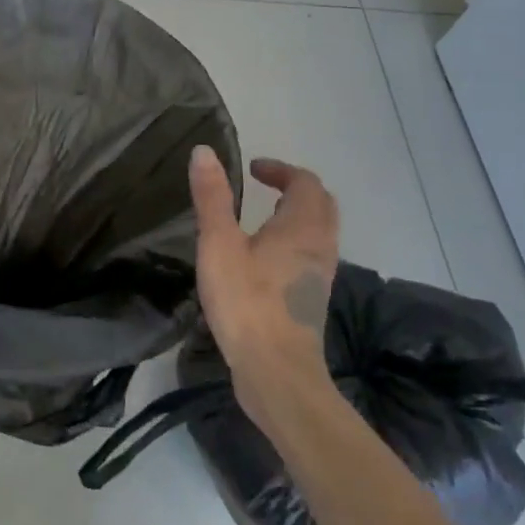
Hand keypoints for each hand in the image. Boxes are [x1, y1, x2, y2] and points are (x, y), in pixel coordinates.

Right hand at [188, 146, 341, 417]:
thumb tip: (204, 151)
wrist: (276, 372)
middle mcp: (320, 246)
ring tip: (262, 217)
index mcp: (302, 227)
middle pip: (320, 205)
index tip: (252, 170)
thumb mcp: (219, 244)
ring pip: (319, 232)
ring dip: (296, 215)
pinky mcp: (312, 299)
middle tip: (263, 187)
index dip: (280, 170)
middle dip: (295, 189)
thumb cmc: (246, 302)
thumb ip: (212, 197)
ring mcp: (320, 275)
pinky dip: (294, 241)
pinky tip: (265, 257)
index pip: (305, 182)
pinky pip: (311, 255)